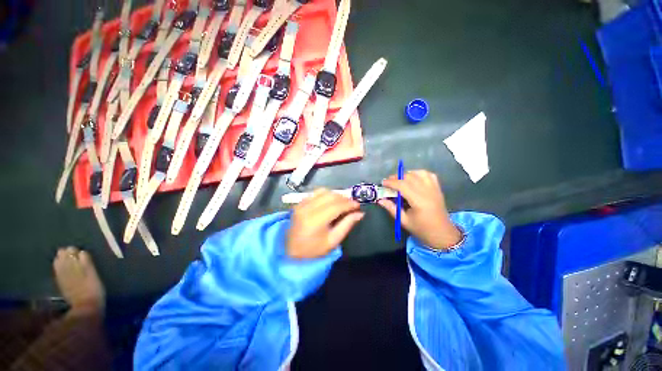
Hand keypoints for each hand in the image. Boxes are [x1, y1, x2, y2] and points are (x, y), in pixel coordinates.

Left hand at [287, 189, 364, 258]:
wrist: (289, 250)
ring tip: (343, 202)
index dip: (349, 204)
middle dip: (344, 198)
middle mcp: (307, 208)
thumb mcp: (333, 241)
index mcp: (315, 221)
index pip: (336, 206)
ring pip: (324, 191)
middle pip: (330, 196)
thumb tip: (360, 213)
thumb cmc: (313, 249)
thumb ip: (346, 225)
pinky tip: (330, 201)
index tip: (358, 205)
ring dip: (336, 195)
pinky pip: (316, 193)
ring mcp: (302, 204)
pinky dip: (326, 194)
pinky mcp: (299, 202)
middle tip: (352, 204)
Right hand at [379, 170, 461, 249]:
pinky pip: (429, 175)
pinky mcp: (438, 188)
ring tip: (400, 180)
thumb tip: (379, 200)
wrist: (443, 234)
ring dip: (407, 174)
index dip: (391, 182)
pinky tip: (413, 178)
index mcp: (419, 201)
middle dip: (397, 177)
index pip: (402, 185)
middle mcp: (427, 192)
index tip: (383, 183)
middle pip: (410, 177)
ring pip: (419, 173)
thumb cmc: (422, 229)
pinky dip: (419, 173)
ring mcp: (434, 189)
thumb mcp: (404, 221)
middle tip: (388, 182)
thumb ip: (391, 208)